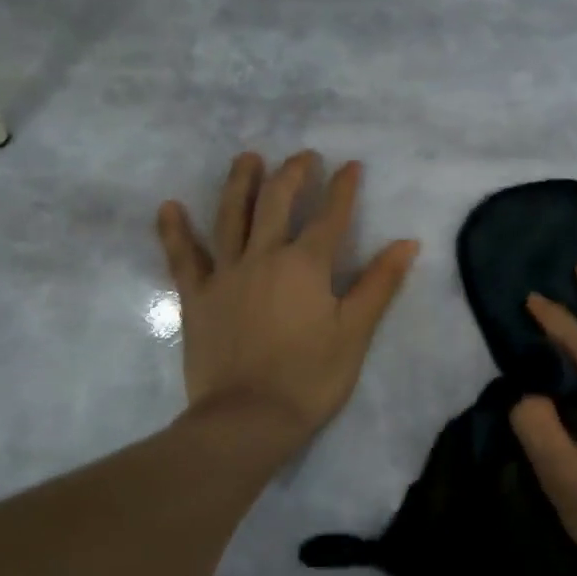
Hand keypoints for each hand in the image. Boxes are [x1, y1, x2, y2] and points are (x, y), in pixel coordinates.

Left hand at [157, 150, 417, 460]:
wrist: (248, 419)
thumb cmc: (310, 378)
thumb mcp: (355, 332)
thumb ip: (379, 283)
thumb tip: (407, 242)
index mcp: (306, 265)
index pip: (330, 216)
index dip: (343, 188)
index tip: (350, 165)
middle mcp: (264, 257)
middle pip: (277, 203)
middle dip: (292, 174)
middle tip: (302, 156)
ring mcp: (225, 274)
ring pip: (231, 216)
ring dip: (240, 183)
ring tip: (247, 158)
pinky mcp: (196, 297)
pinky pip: (182, 257)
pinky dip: (174, 231)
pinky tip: (169, 207)